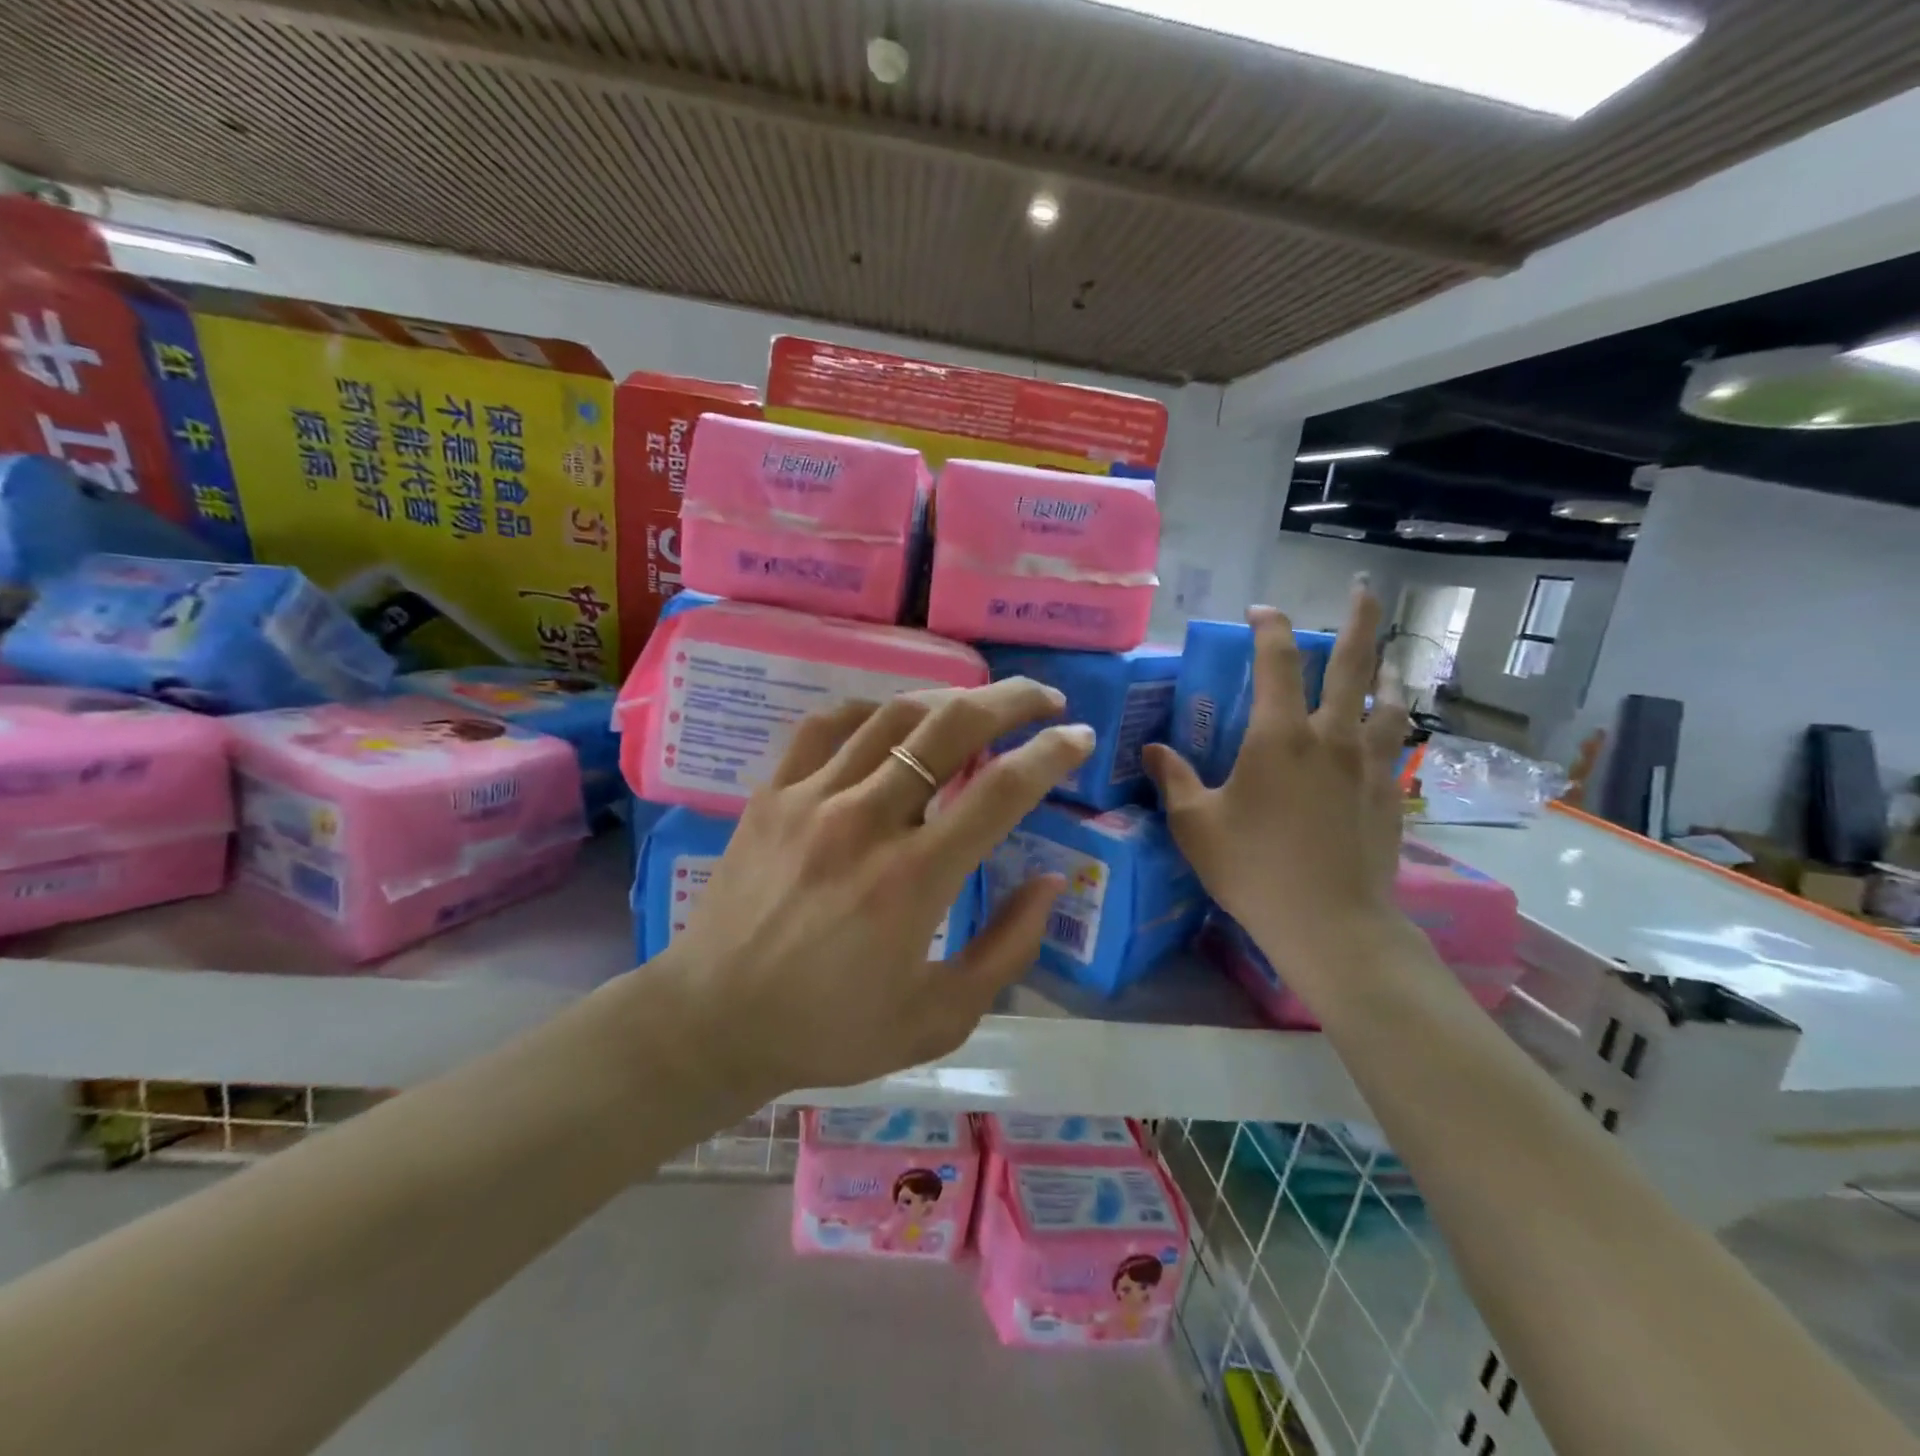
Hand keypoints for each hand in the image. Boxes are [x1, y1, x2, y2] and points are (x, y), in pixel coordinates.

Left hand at [655, 681, 1095, 1099]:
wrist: (713, 1021)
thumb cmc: (830, 1029)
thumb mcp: (939, 1018)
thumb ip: (1007, 949)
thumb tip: (1051, 881)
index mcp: (914, 879)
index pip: (1001, 790)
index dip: (1051, 753)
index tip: (1080, 738)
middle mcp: (867, 821)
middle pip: (951, 727)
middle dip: (1010, 700)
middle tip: (1044, 699)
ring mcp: (813, 799)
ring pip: (893, 714)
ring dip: (948, 698)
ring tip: (978, 705)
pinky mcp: (773, 794)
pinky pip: (828, 725)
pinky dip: (871, 710)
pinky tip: (892, 720)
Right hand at [1144, 583, 1410, 985]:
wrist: (1330, 924)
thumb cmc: (1252, 869)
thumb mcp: (1196, 825)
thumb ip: (1175, 780)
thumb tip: (1153, 750)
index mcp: (1279, 736)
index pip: (1277, 661)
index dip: (1268, 628)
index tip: (1260, 611)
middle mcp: (1330, 737)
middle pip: (1352, 663)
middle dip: (1356, 620)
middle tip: (1363, 588)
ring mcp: (1367, 765)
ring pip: (1387, 701)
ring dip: (1387, 672)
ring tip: (1388, 661)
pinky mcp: (1389, 794)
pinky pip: (1395, 745)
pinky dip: (1392, 725)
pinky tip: (1387, 734)